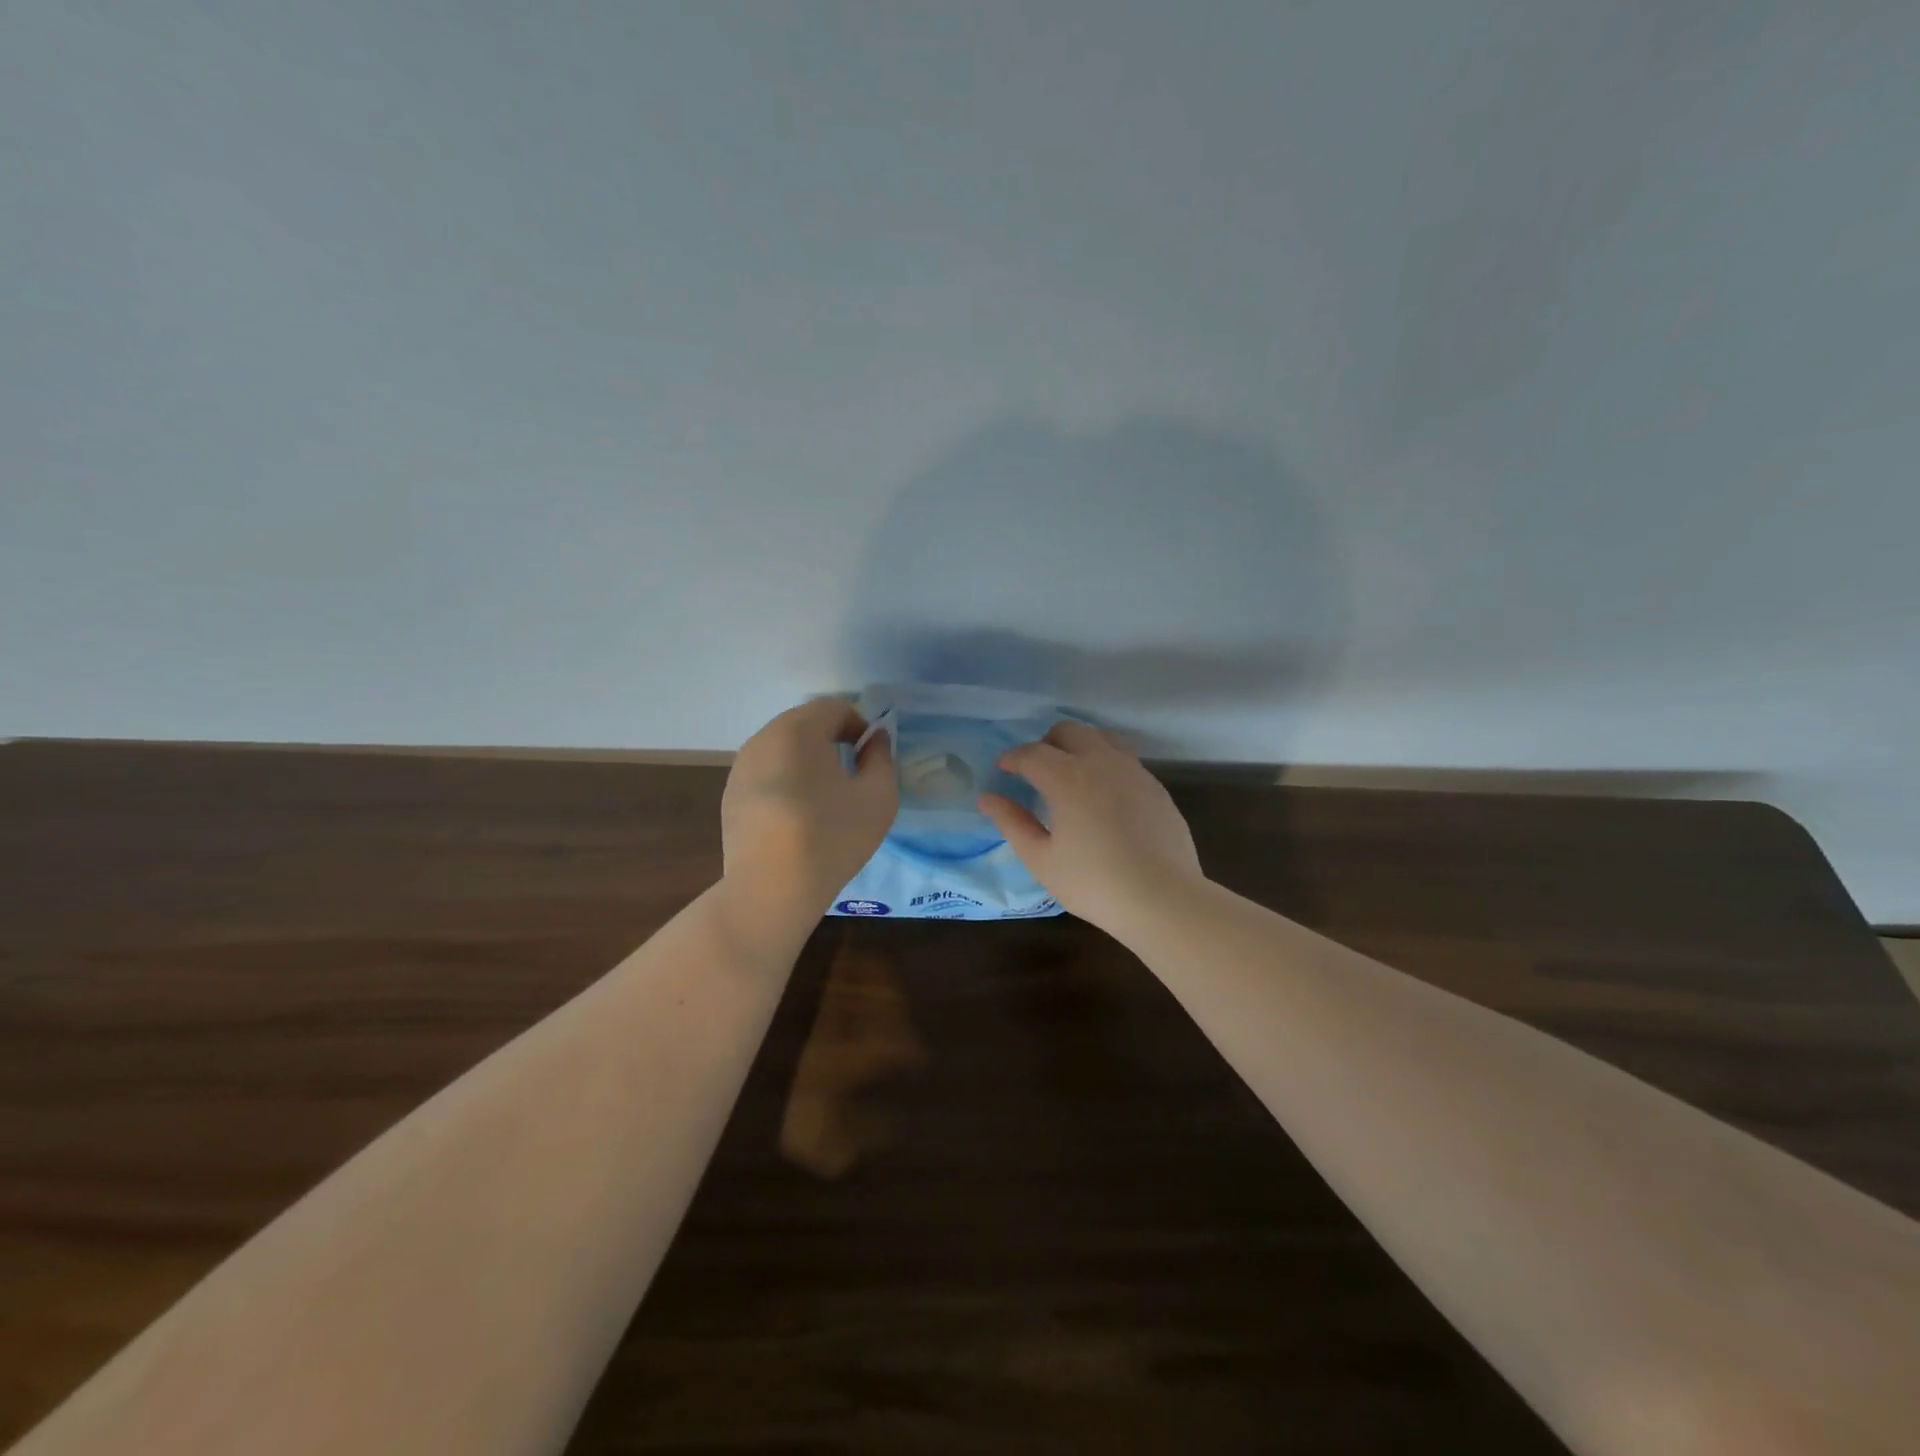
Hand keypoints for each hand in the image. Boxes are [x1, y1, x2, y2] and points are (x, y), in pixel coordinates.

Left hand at [721, 698, 897, 925]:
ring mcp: (741, 768)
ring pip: (782, 749)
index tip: (871, 756)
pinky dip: (786, 781)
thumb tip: (875, 740)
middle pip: (804, 724)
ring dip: (807, 761)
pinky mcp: (731, 796)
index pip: (833, 707)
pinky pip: (766, 774)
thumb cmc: (832, 836)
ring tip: (825, 797)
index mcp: (797, 729)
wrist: (771, 889)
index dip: (859, 725)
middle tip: (852, 773)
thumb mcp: (878, 797)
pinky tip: (797, 817)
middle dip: (831, 740)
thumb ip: (882, 758)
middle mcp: (763, 738)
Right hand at [978, 720, 1203, 935]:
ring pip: (1101, 737)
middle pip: (1068, 731)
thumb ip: (1012, 823)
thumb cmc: (1094, 883)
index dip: (1013, 758)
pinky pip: (1124, 759)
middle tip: (1036, 771)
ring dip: (1079, 746)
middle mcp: (1101, 762)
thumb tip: (987, 798)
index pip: (1031, 753)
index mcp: (1067, 777)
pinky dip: (1105, 763)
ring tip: (1071, 775)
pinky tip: (1103, 795)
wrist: (1163, 899)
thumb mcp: (1042, 859)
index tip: (1003, 770)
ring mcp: (1133, 770)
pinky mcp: (1155, 786)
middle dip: (1046, 743)